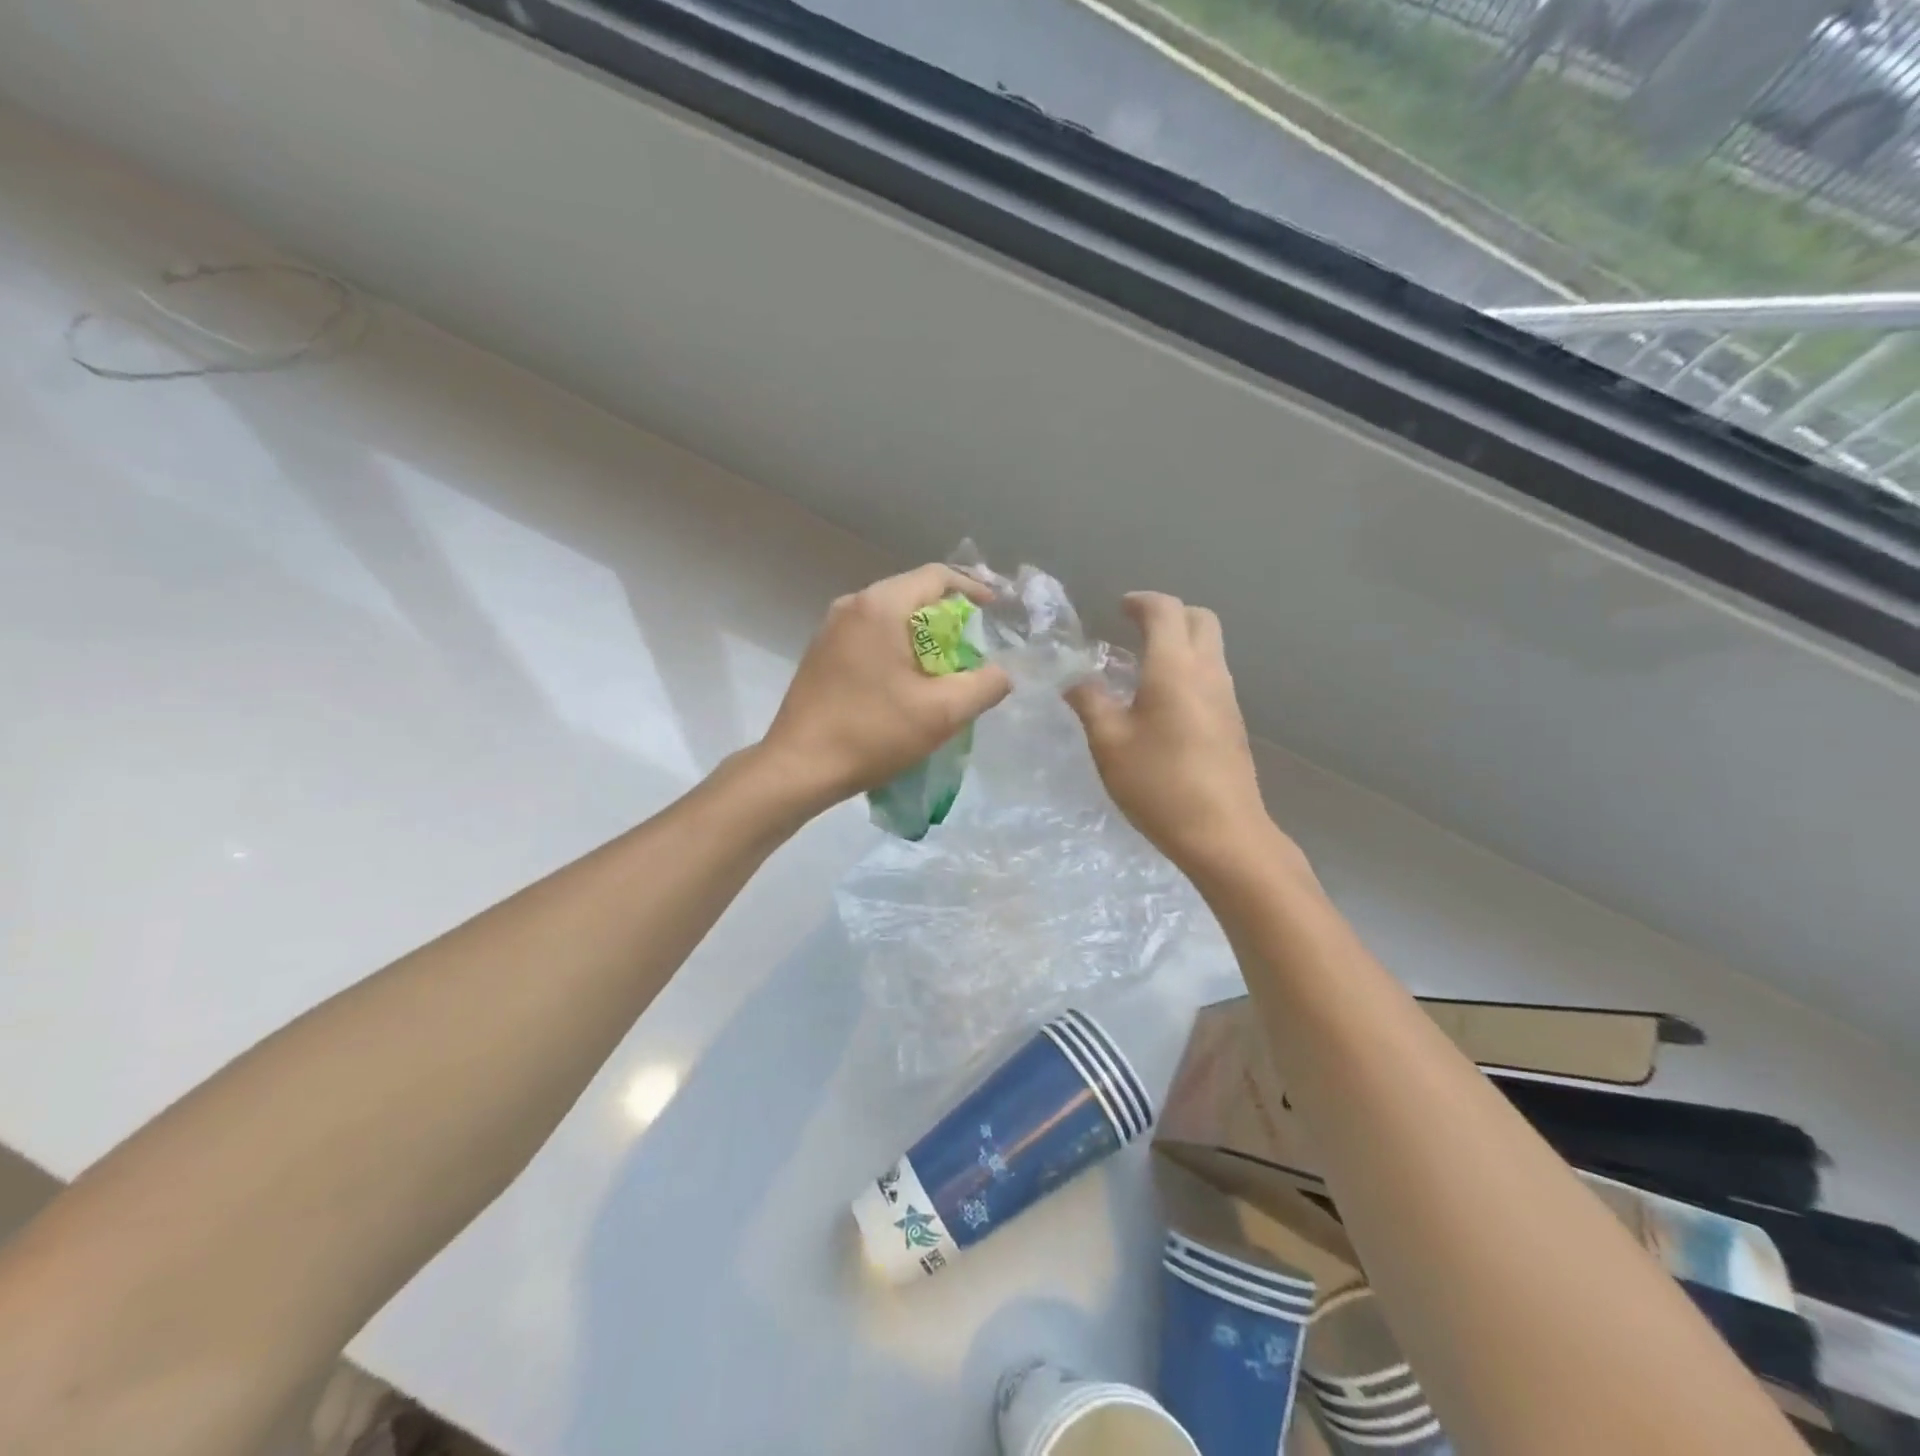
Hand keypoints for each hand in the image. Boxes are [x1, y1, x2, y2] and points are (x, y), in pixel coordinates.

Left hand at [760, 564, 1011, 809]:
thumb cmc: (872, 733)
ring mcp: (830, 628)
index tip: (995, 612)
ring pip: (889, 616)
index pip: (937, 576)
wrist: (799, 768)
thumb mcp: (942, 713)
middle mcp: (852, 605)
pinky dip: (895, 647)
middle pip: (912, 594)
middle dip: (948, 617)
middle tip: (974, 647)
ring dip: (921, 635)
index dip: (973, 589)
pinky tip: (905, 682)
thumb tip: (1001, 673)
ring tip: (944, 668)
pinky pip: (869, 636)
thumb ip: (984, 685)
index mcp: (880, 607)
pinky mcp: (820, 653)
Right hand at [1067, 593, 1281, 875]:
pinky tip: (1162, 704)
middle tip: (1135, 631)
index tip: (1119, 609)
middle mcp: (1208, 672)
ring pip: (1210, 648)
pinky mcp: (1233, 723)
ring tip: (1142, 668)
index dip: (1141, 602)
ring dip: (1181, 643)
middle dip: (1169, 614)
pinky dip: (1188, 670)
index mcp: (1175, 667)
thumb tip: (1075, 681)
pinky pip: (1212, 677)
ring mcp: (1227, 698)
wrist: (1222, 833)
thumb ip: (1090, 703)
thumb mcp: (1109, 743)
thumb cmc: (1158, 783)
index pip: (1165, 611)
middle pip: (1200, 620)